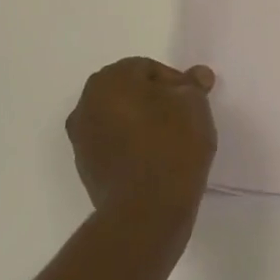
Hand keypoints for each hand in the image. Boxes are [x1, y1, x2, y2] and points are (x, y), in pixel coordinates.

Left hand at [67, 58, 217, 238]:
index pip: (148, 69)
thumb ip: (193, 85)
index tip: (193, 103)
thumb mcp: (194, 104)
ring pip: (119, 119)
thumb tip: (197, 75)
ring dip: (141, 124)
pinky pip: (114, 146)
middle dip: (155, 101)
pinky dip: (131, 147)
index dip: (175, 83)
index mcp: (110, 79)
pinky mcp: (86, 169)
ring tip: (171, 142)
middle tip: (184, 119)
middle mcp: (87, 103)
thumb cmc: (171, 144)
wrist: (146, 210)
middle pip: (129, 92)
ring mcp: (82, 138)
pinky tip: (154, 161)